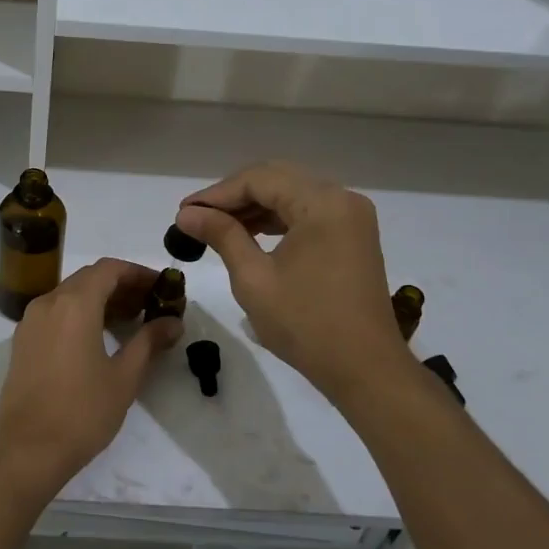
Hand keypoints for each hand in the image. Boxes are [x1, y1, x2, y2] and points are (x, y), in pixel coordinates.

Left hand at [0, 258, 182, 485]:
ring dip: (100, 300)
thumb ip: (149, 342)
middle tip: (150, 305)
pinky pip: (55, 313)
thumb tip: (173, 322)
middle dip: (121, 286)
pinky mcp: (22, 342)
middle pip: (88, 279)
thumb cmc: (82, 412)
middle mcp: (48, 303)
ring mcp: (30, 322)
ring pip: (69, 295)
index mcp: (74, 304)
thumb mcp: (124, 377)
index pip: (109, 268)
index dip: (138, 273)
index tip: (162, 287)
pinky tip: (98, 338)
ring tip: (130, 322)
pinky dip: (79, 314)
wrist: (26, 450)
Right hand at [175, 161, 409, 404]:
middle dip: (234, 196)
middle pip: (277, 179)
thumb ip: (221, 235)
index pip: (259, 179)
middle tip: (196, 218)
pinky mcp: (353, 236)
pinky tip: (249, 234)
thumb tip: (186, 214)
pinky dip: (277, 220)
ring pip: (292, 194)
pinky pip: (307, 213)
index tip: (183, 213)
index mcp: (322, 203)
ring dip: (254, 207)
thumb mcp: (254, 278)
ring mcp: (351, 217)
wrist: (365, 369)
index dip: (216, 193)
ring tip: (215, 228)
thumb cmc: (305, 324)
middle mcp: (342, 199)